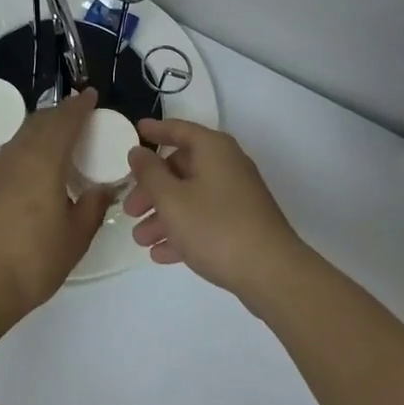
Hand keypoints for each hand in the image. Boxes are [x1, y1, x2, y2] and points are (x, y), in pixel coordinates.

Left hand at [0, 89, 110, 332]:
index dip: (79, 106)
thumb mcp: (74, 238)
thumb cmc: (31, 261)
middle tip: (75, 118)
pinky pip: (4, 160)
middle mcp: (14, 156)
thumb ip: (92, 207)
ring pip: (18, 140)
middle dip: (58, 115)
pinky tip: (26, 177)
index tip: (90, 95)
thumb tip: (103, 187)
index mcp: (43, 161)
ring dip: (38, 134)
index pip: (64, 121)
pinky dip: (21, 156)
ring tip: (54, 146)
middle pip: (38, 123)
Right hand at [124, 119, 304, 300]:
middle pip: (181, 168)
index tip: (135, 131)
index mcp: (213, 149)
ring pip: (191, 197)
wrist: (273, 275)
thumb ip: (149, 173)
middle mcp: (227, 166)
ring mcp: (237, 196)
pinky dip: (183, 231)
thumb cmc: (216, 227)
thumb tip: (138, 151)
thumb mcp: (172, 199)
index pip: (179, 130)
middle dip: (152, 189)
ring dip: (163, 216)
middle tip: (130, 209)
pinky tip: (161, 254)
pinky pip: (205, 220)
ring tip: (140, 239)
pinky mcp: (243, 225)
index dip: (155, 130)